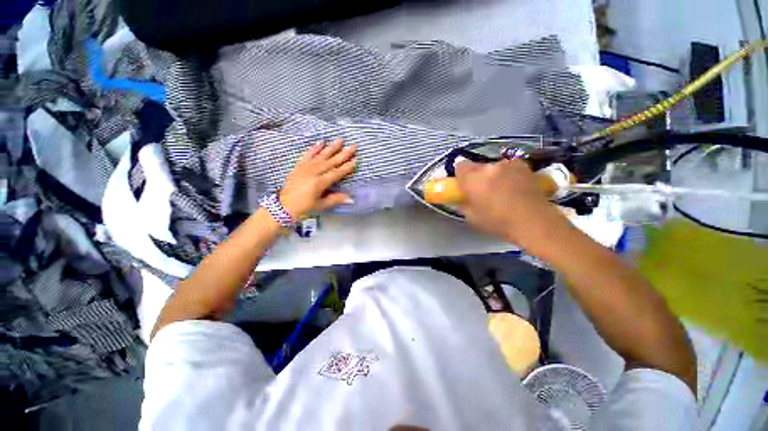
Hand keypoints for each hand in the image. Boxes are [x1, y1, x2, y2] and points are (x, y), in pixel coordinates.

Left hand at [279, 139, 356, 219]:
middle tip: (353, 146)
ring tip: (340, 140)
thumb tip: (351, 198)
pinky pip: (307, 155)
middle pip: (331, 162)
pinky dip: (314, 148)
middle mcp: (313, 172)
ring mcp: (305, 168)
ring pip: (321, 156)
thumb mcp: (321, 205)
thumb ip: (335, 199)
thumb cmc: (305, 208)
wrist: (283, 206)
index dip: (347, 167)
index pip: (337, 173)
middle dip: (343, 154)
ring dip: (331, 148)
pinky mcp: (299, 166)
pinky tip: (321, 142)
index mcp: (320, 183)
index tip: (356, 159)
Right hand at [454, 159, 569, 247]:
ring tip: (502, 191)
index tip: (464, 185)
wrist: (533, 221)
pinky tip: (515, 189)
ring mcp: (509, 165)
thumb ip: (463, 204)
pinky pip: (510, 169)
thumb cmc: (497, 222)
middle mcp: (489, 167)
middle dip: (478, 176)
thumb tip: (462, 199)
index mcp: (472, 178)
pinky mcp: (525, 167)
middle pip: (478, 166)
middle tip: (482, 191)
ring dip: (494, 175)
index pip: (460, 166)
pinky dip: (509, 176)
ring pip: (494, 167)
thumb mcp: (471, 217)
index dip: (461, 175)